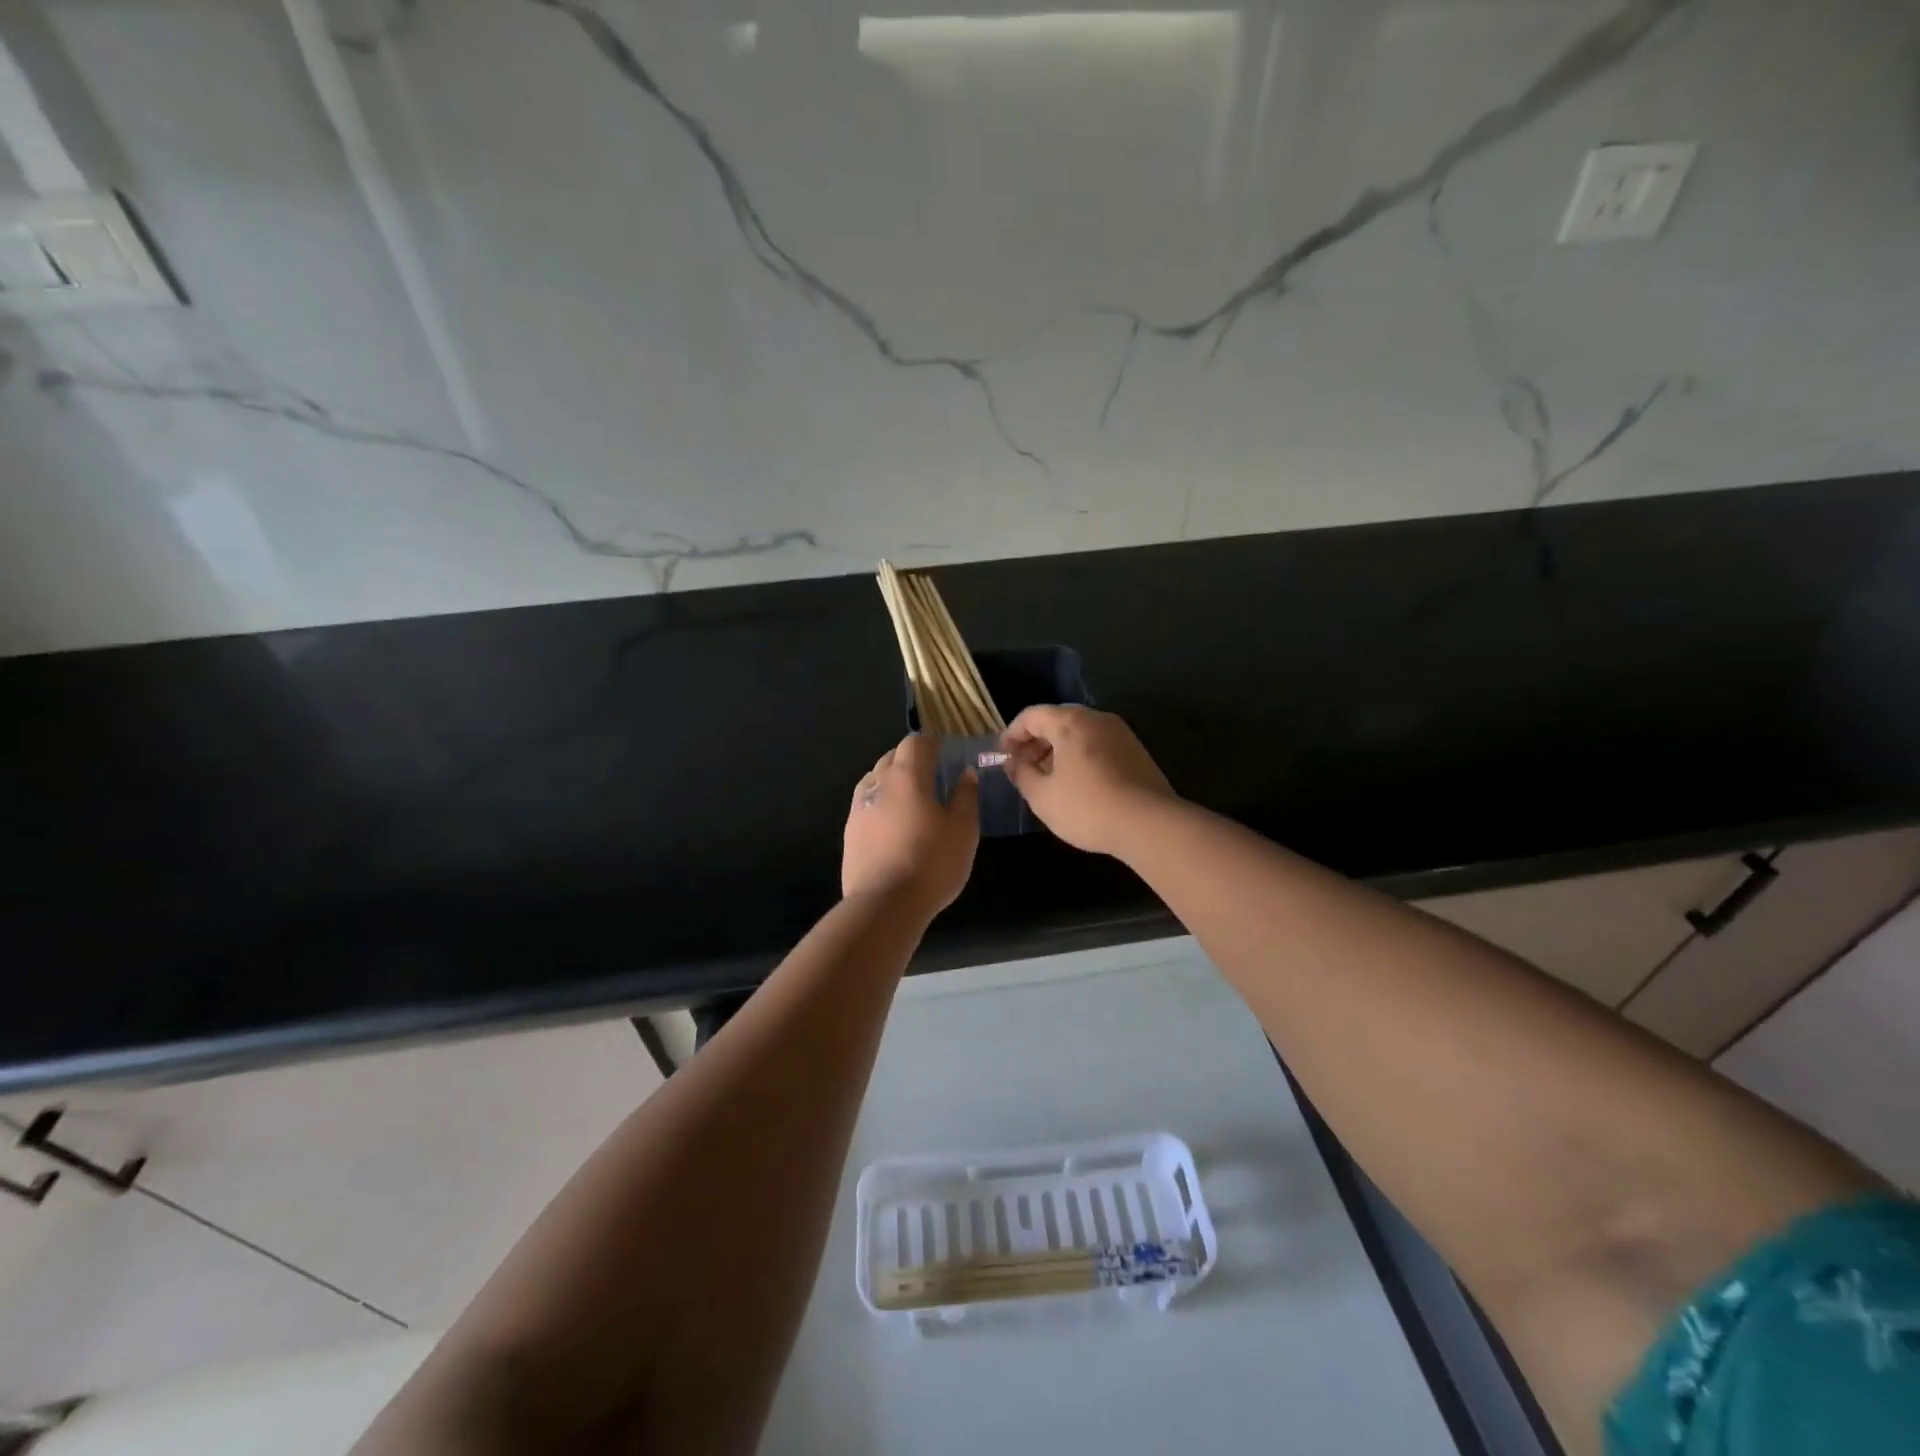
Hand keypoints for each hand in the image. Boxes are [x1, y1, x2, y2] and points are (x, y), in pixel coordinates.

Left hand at [842, 734, 978, 913]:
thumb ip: (965, 796)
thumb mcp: (963, 829)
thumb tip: (965, 773)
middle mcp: (878, 783)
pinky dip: (881, 803)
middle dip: (911, 759)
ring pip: (875, 779)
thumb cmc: (932, 862)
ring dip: (893, 780)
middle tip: (932, 774)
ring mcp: (858, 808)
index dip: (932, 743)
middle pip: (892, 757)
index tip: (946, 752)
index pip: (915, 743)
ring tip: (912, 798)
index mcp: (907, 776)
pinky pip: (866, 804)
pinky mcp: (849, 832)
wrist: (885, 904)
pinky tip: (893, 823)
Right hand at [1001, 705, 1175, 855]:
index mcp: (1070, 722)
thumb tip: (1014, 763)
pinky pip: (1097, 745)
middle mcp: (1097, 719)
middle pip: (1057, 720)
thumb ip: (1022, 775)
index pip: (1031, 715)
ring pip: (1079, 733)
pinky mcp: (1135, 752)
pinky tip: (1076, 784)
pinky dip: (1079, 757)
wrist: (1149, 824)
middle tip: (1022, 767)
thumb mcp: (1042, 797)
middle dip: (1035, 742)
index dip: (1011, 734)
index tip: (1002, 756)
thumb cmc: (1087, 807)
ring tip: (1047, 779)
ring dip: (1057, 750)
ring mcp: (1120, 733)